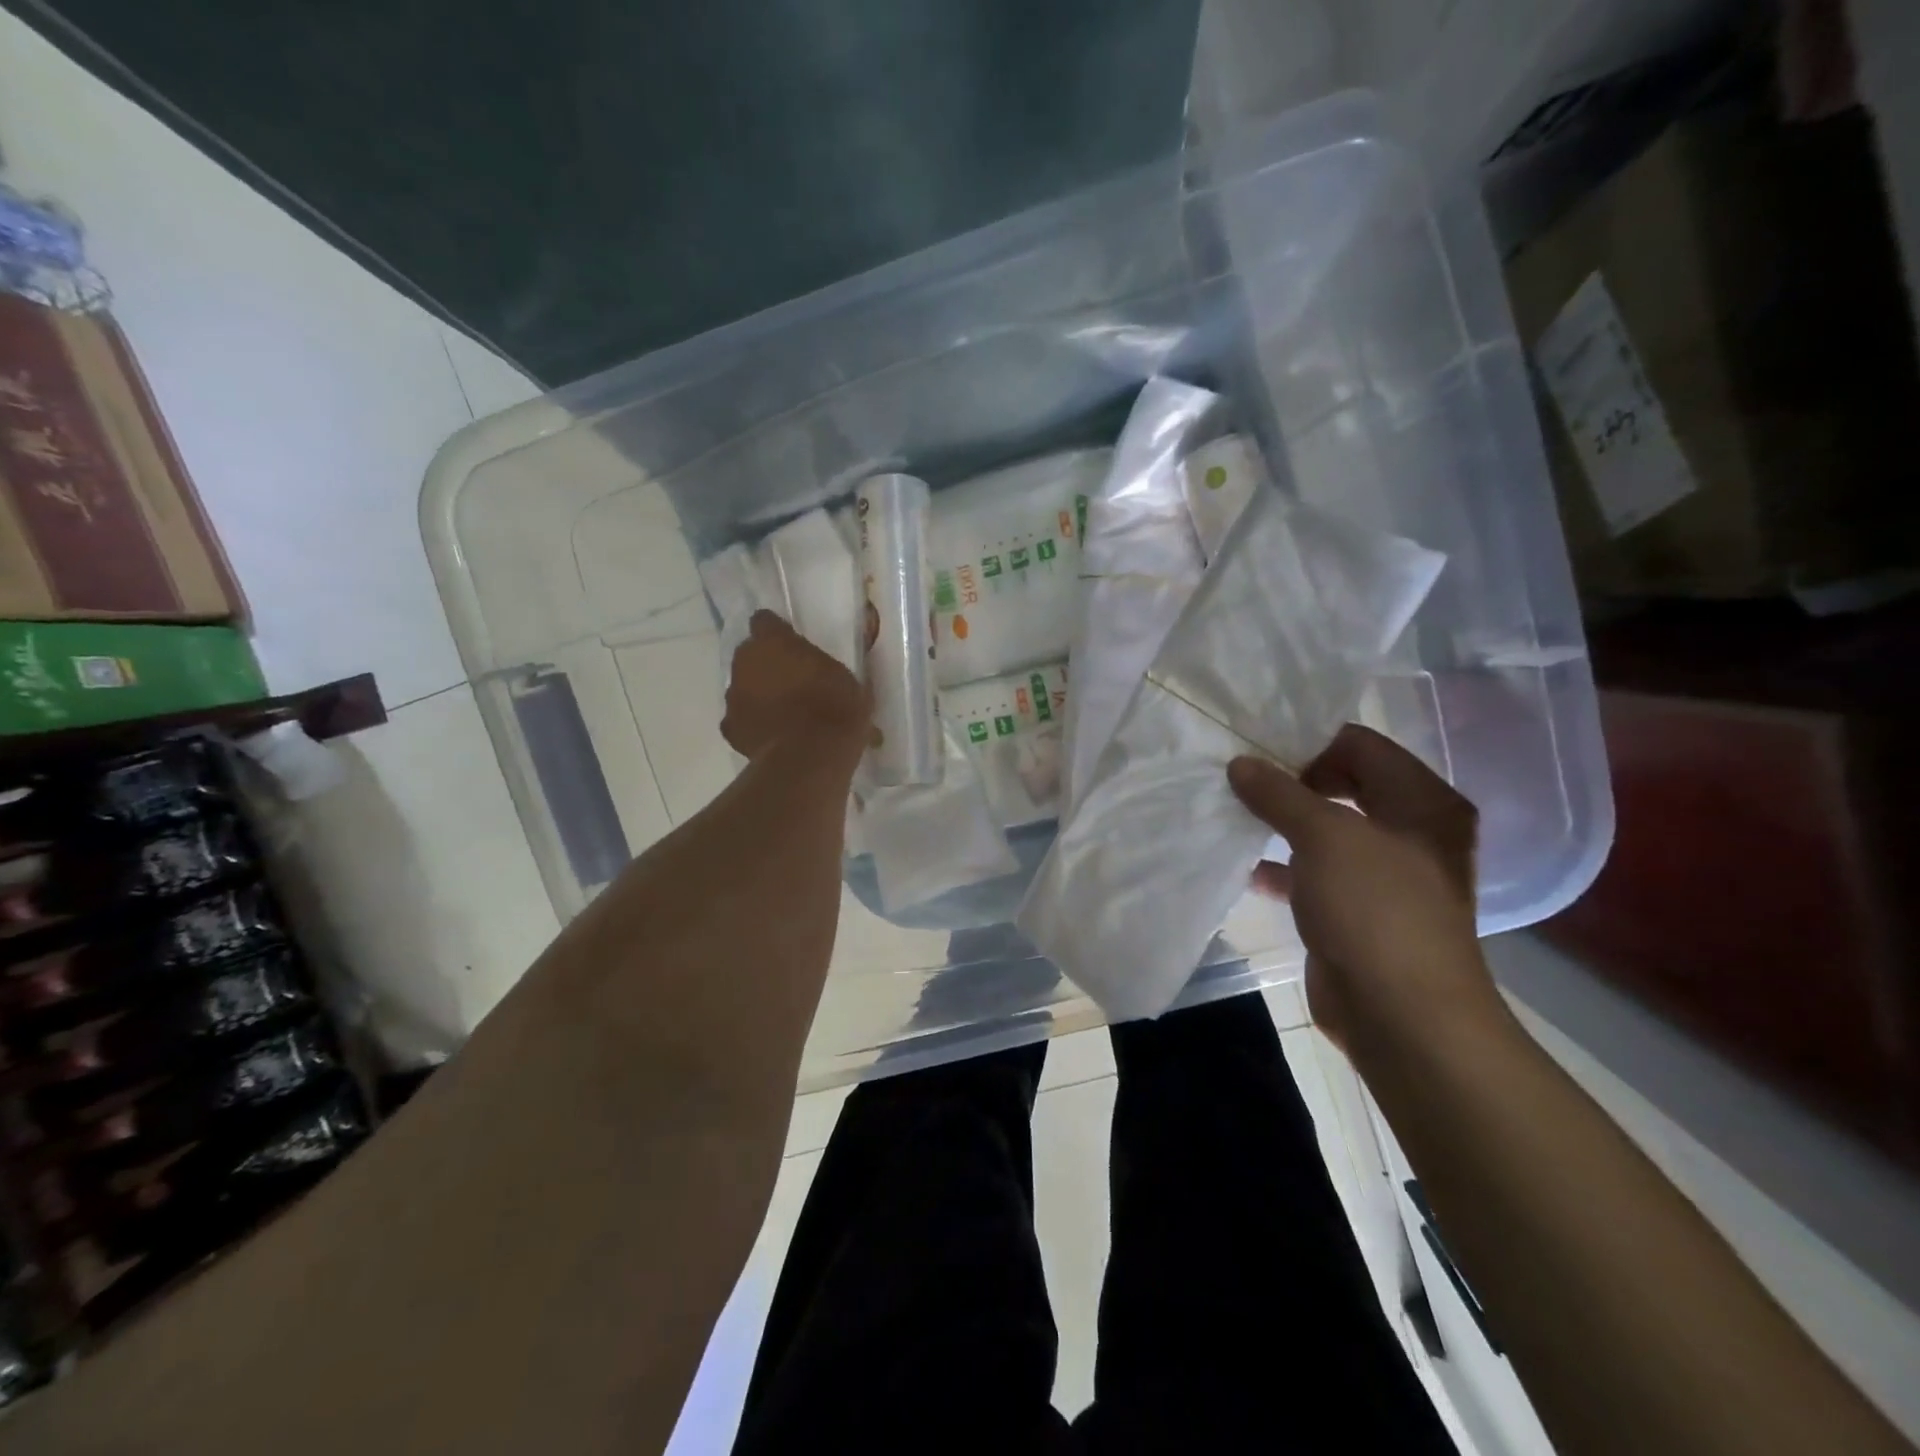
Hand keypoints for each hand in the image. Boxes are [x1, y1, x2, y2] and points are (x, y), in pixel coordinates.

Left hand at [722, 612, 867, 761]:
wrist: (811, 756)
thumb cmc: (835, 709)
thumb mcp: (848, 681)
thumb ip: (828, 671)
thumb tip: (833, 676)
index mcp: (773, 641)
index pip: (765, 621)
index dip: (778, 631)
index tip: (793, 643)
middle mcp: (745, 662)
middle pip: (750, 655)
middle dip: (767, 665)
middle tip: (793, 681)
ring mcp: (733, 696)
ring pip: (743, 688)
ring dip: (758, 695)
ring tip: (785, 714)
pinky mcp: (730, 729)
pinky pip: (741, 721)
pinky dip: (754, 725)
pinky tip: (773, 737)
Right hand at [1227, 725, 1500, 1052]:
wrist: (1401, 1015)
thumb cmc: (1374, 910)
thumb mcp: (1324, 838)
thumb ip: (1280, 794)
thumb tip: (1241, 764)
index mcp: (1422, 802)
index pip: (1361, 745)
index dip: (1309, 744)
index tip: (1257, 753)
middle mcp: (1410, 831)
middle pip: (1344, 784)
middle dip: (1291, 782)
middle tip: (1241, 780)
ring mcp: (1385, 873)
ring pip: (1326, 830)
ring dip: (1282, 823)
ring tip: (1233, 813)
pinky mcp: (1358, 909)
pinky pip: (1316, 872)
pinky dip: (1283, 866)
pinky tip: (1246, 867)